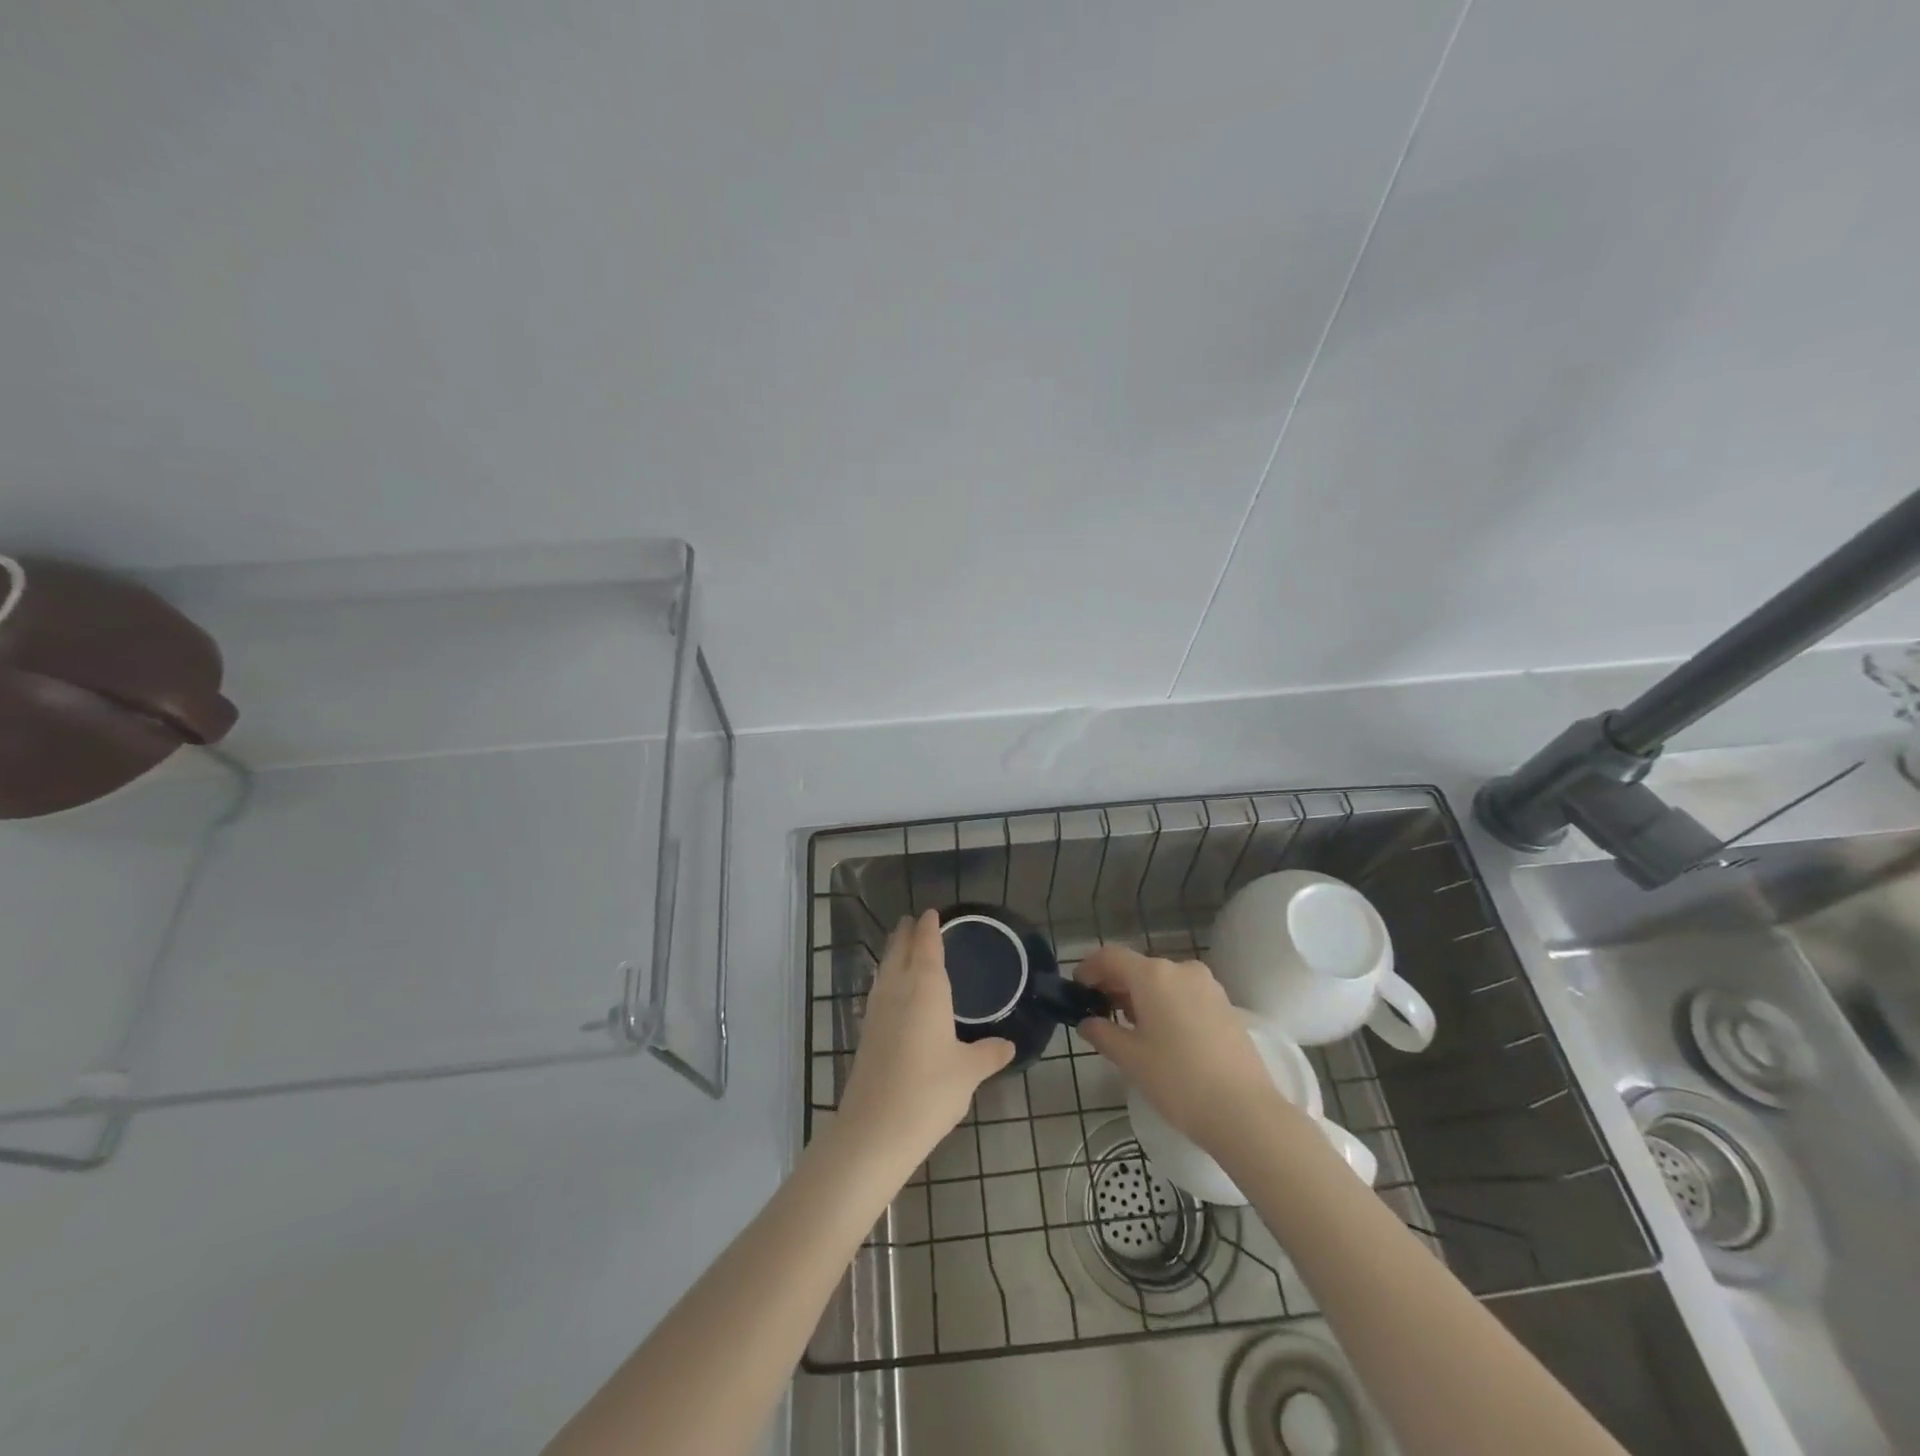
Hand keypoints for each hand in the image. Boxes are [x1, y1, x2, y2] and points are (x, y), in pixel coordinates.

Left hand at [837, 910, 1014, 1166]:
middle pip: (900, 951)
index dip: (929, 927)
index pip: (926, 945)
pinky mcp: (866, 1032)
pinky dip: (886, 978)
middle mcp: (898, 990)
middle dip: (907, 933)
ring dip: (893, 953)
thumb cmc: (929, 1091)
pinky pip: (879, 990)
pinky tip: (891, 990)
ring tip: (901, 945)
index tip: (932, 913)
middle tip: (914, 921)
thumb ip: (989, 1053)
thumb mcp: (968, 1071)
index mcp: (926, 988)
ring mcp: (877, 1010)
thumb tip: (1008, 1044)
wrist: (874, 1129)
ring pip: (885, 969)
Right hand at [1077, 945, 1301, 1154]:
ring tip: (1130, 1027)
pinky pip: (1184, 994)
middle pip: (1138, 967)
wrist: (1245, 1112)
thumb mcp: (1130, 1059)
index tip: (1077, 988)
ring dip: (1141, 995)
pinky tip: (1162, 1034)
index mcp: (1153, 975)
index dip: (1089, 968)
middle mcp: (1180, 969)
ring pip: (1163, 981)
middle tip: (1099, 1012)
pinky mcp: (1225, 1005)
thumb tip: (1087, 1023)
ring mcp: (1207, 986)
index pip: (1111, 957)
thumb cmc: (1178, 1080)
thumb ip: (1102, 1034)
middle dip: (1115, 984)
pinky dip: (1166, 1003)